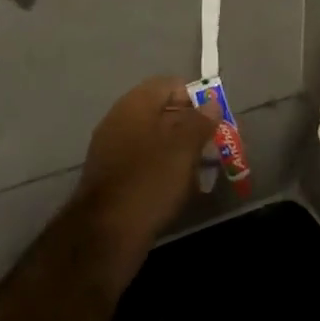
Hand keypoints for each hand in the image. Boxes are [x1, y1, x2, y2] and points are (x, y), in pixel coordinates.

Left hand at [74, 76, 220, 253]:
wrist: (106, 235)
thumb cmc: (150, 181)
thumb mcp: (184, 148)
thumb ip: (200, 121)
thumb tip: (211, 103)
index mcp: (135, 104)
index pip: (170, 85)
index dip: (195, 99)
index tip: (214, 122)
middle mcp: (120, 120)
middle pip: (163, 113)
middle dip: (190, 128)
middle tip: (211, 148)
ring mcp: (112, 149)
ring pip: (155, 140)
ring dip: (179, 151)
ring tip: (200, 173)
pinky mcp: (112, 177)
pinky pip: (144, 163)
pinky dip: (163, 170)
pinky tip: (179, 190)